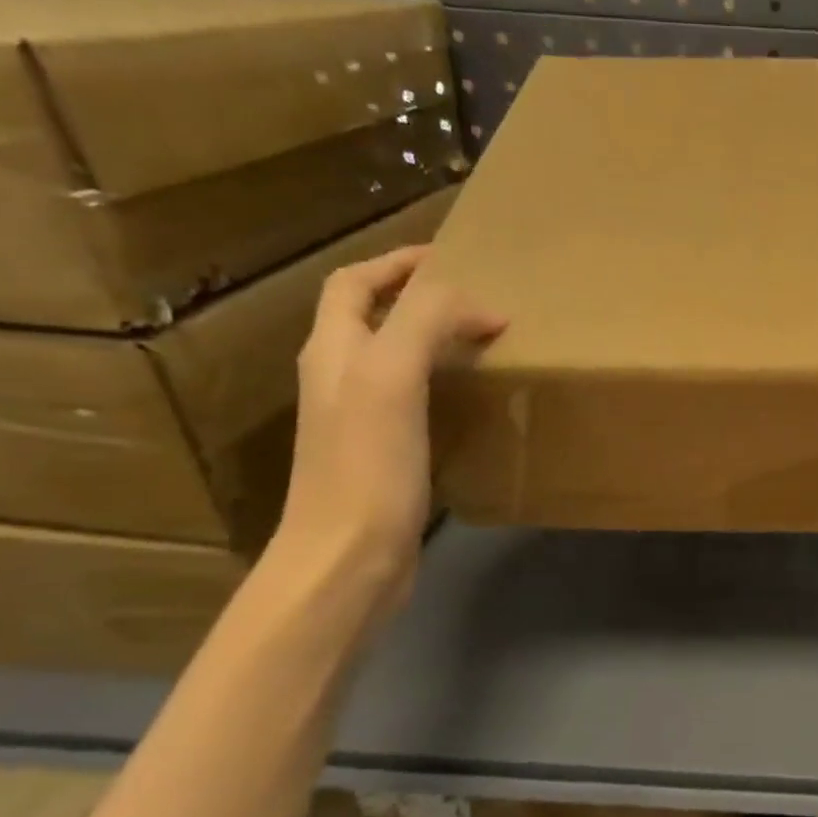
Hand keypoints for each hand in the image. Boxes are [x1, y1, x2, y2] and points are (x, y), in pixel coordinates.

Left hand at [269, 245, 504, 612]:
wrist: (348, 559)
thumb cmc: (367, 466)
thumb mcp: (393, 376)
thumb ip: (428, 322)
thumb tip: (483, 307)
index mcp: (334, 352)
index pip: (354, 284)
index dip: (397, 263)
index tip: (452, 257)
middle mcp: (340, 380)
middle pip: (371, 319)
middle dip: (417, 298)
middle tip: (475, 300)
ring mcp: (359, 422)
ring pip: (394, 360)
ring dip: (433, 341)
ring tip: (483, 341)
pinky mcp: (384, 457)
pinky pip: (415, 401)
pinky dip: (444, 385)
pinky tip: (473, 400)